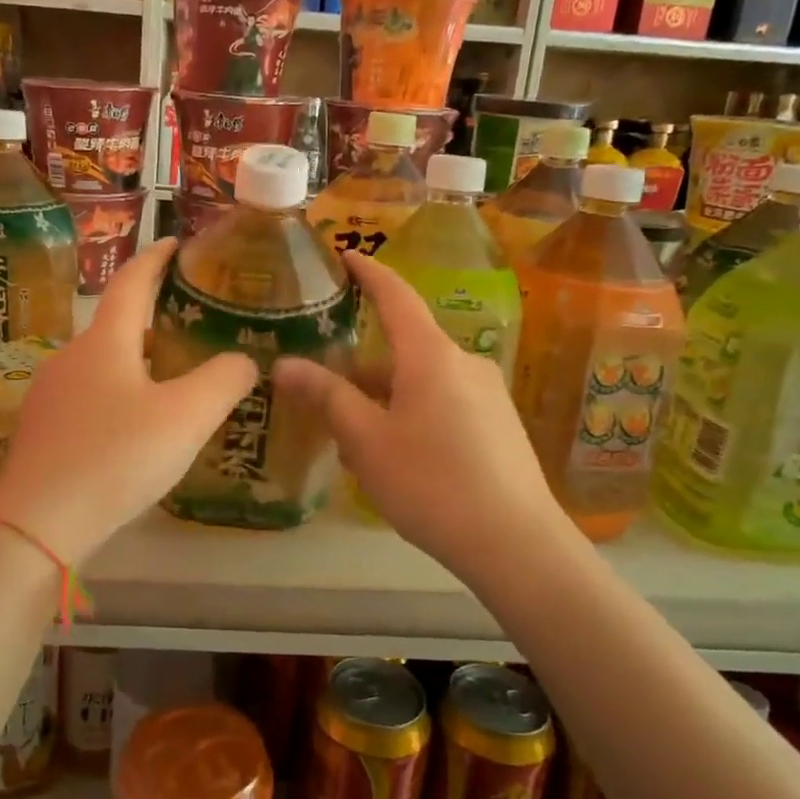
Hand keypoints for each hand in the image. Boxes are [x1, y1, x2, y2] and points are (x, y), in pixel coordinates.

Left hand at [0, 238, 257, 563]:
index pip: (132, 282)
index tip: (175, 243)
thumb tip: (243, 360)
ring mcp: (50, 394)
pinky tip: (135, 425)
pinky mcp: (42, 430)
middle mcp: (71, 357)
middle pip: (116, 324)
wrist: (38, 525)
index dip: (156, 258)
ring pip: (102, 363)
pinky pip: (88, 395)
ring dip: (136, 360)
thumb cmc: (117, 458)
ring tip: (172, 377)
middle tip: (192, 323)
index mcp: (105, 342)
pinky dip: (118, 392)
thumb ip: (223, 381)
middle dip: (152, 317)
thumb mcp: (186, 418)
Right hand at [272, 252, 572, 573]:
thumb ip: (326, 396)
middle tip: (323, 394)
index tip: (345, 254)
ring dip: (384, 400)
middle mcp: (463, 363)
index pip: (395, 296)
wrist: (515, 544)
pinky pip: (444, 404)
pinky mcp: (498, 425)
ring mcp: (487, 394)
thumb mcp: (366, 440)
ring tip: (353, 444)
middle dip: (362, 368)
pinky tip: (398, 460)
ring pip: (421, 383)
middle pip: (403, 349)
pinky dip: (412, 416)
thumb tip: (284, 364)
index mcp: (430, 355)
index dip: (368, 272)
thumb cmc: (431, 482)